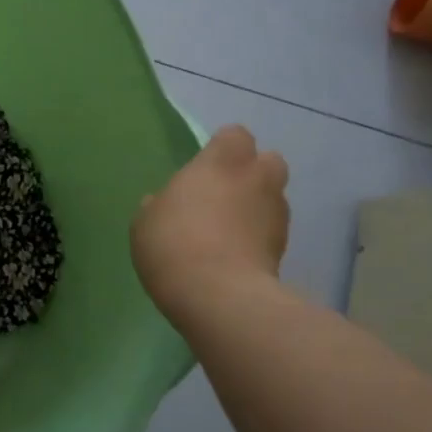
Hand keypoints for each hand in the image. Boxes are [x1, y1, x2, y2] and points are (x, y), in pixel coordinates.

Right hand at [131, 124, 289, 326]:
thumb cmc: (173, 243)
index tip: (205, 168)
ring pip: (272, 198)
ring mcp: (277, 214)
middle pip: (268, 162)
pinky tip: (236, 257)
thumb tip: (167, 202)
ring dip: (256, 208)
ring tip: (229, 233)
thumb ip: (162, 203)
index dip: (222, 149)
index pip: (235, 135)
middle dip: (252, 174)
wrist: (218, 296)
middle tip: (224, 196)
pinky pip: (271, 232)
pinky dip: (259, 239)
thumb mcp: (145, 220)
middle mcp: (257, 178)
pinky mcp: (286, 248)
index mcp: (222, 161)